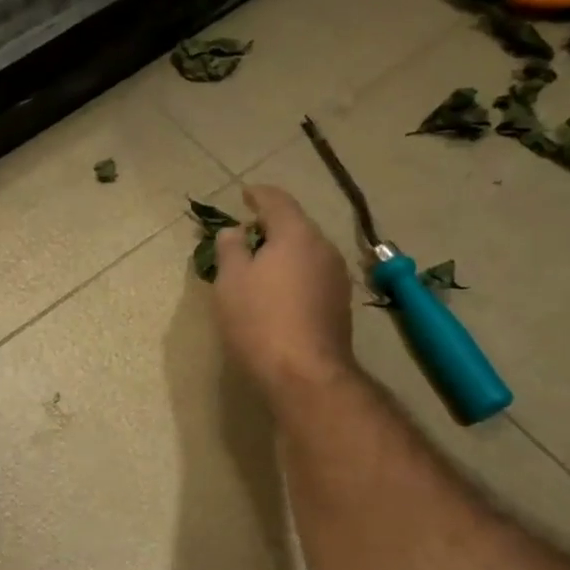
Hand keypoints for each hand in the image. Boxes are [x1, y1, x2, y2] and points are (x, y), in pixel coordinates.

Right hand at [211, 185, 355, 397]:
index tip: (245, 195)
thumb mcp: (230, 281)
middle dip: (272, 228)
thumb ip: (230, 249)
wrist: (304, 374)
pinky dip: (295, 277)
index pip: (278, 202)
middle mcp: (324, 249)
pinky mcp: (339, 307)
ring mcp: (337, 279)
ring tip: (260, 267)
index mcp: (297, 235)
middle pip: (296, 228)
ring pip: (307, 254)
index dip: (259, 195)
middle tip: (247, 236)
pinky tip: (279, 295)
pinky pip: (312, 278)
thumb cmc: (259, 320)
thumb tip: (235, 232)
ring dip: (284, 255)